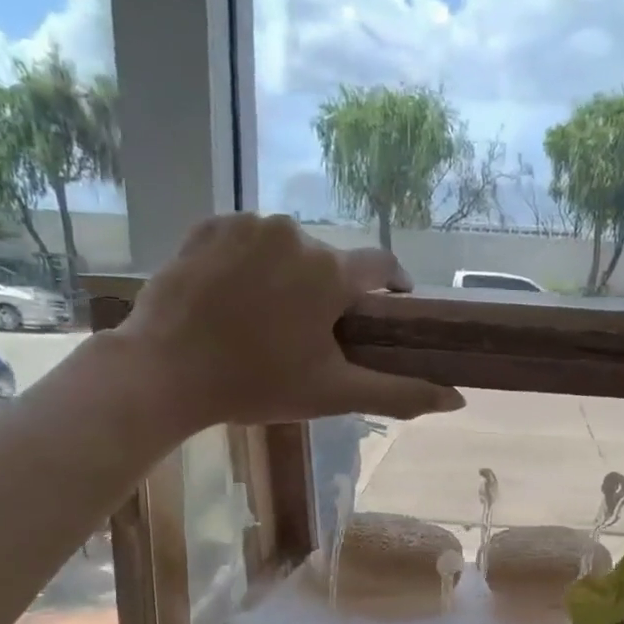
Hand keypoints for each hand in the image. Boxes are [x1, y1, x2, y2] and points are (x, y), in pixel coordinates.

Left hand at [116, 213, 465, 426]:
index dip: (392, 285)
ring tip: (268, 317)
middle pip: (330, 261)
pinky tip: (234, 297)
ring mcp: (247, 224)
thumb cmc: (257, 384)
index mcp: (331, 272)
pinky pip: (246, 239)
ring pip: (287, 248)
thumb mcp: (334, 394)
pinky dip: (249, 262)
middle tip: (311, 334)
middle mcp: (295, 233)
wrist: (165, 371)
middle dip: (329, 292)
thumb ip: (399, 393)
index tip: (390, 307)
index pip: (382, 265)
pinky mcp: (207, 225)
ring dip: (288, 276)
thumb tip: (457, 399)